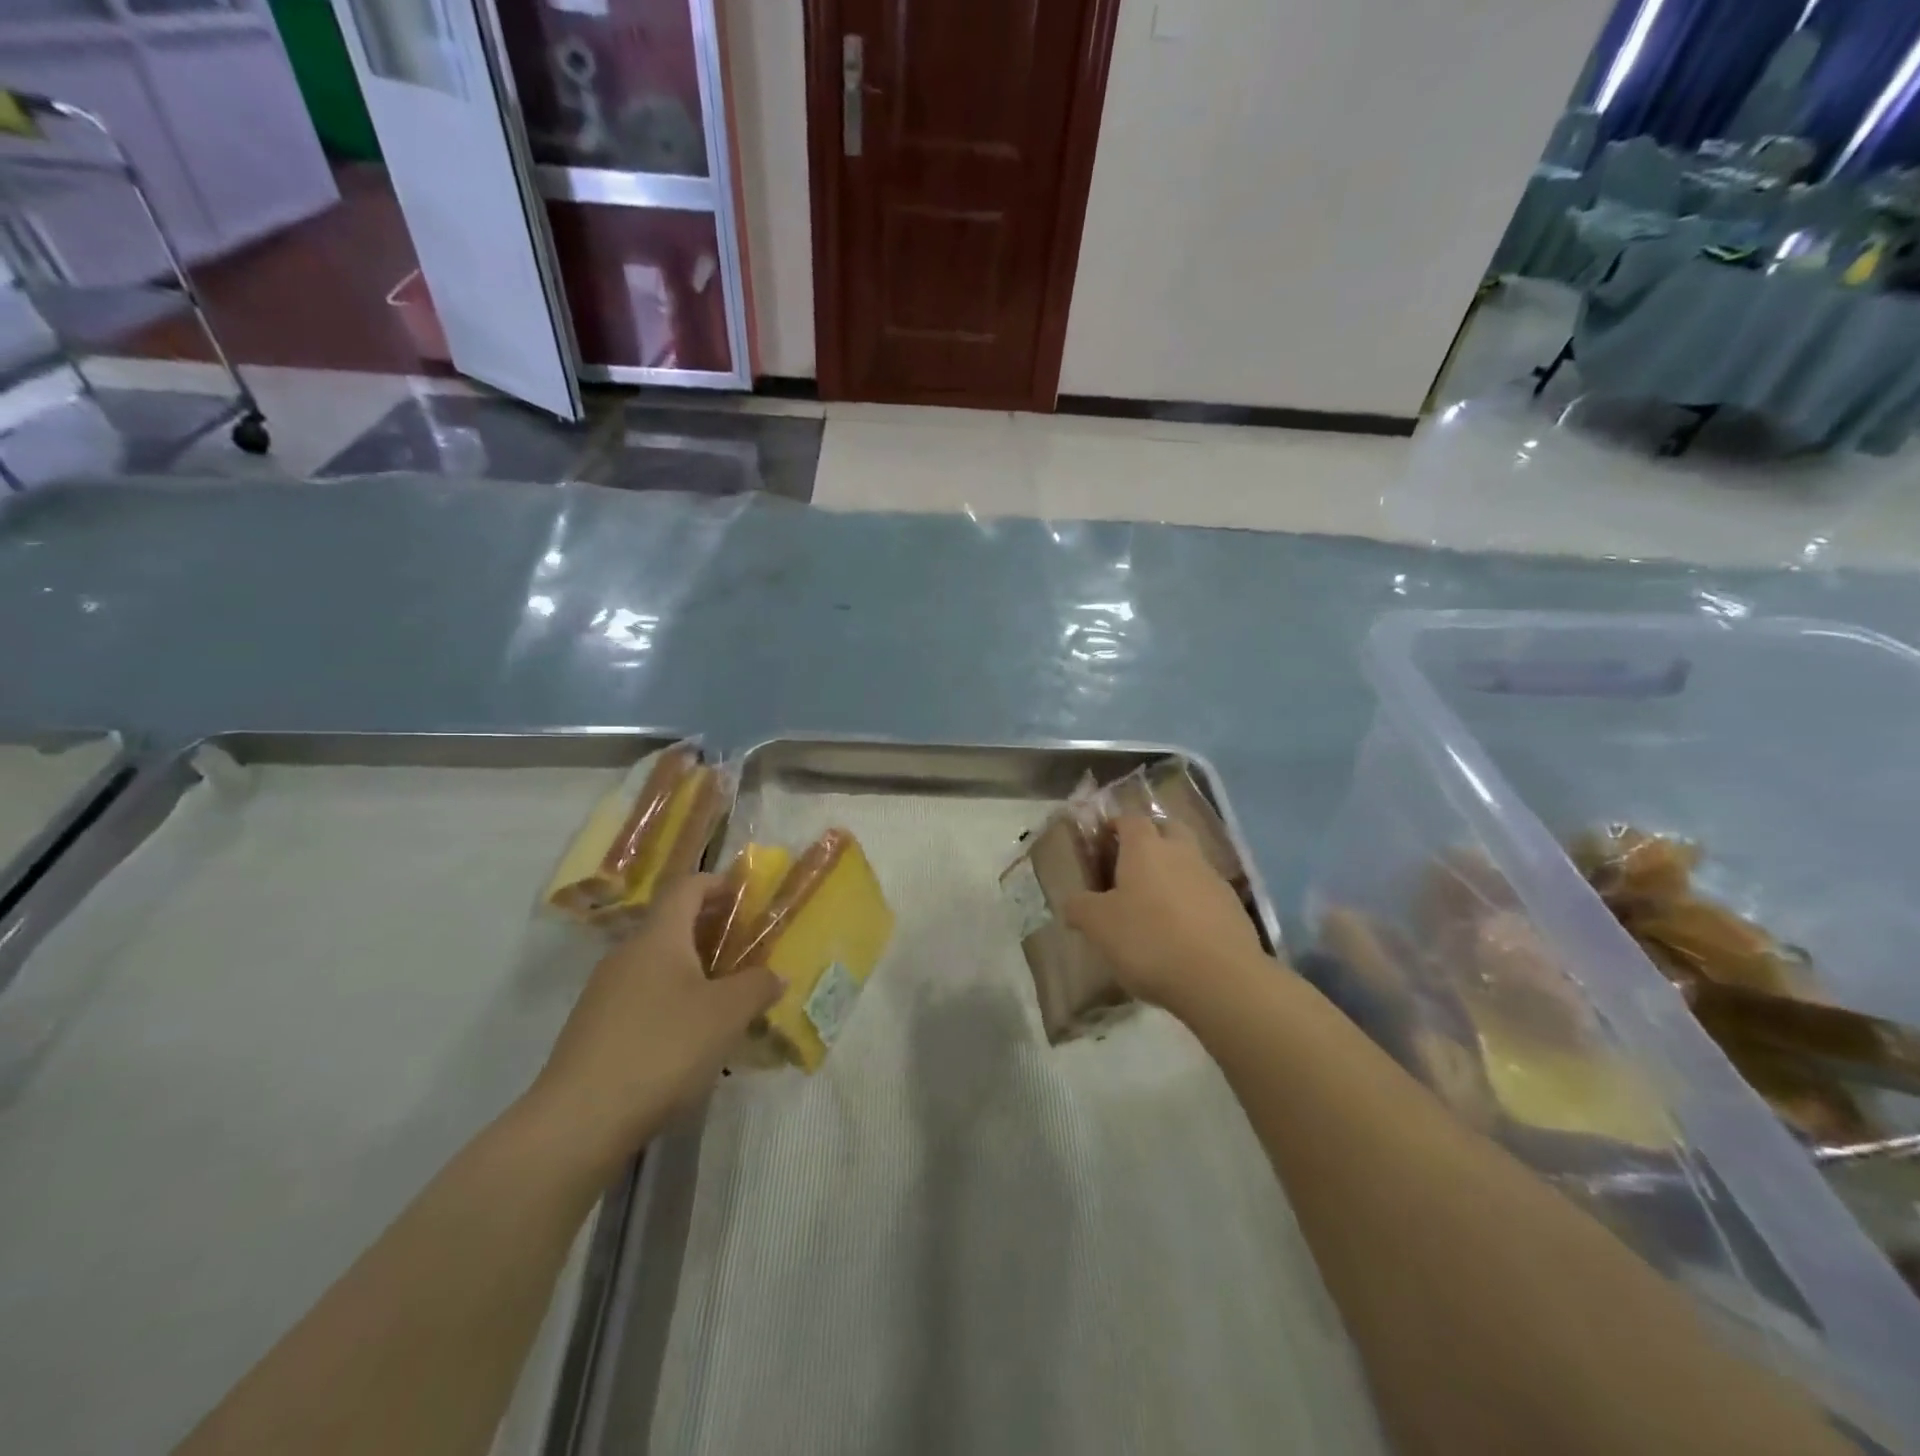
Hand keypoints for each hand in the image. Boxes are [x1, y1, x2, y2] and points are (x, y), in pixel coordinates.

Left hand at [525, 875, 781, 1174]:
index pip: (686, 887)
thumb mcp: (727, 1015)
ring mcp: (603, 993)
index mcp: (658, 937)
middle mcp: (626, 954)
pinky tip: (688, 1036)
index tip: (745, 894)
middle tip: (745, 948)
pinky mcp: (593, 1029)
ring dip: (691, 969)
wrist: (580, 1121)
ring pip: (656, 964)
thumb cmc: (663, 1048)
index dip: (717, 883)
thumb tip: (775, 975)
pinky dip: (670, 1000)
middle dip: (710, 930)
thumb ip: (757, 986)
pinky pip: (640, 997)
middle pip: (671, 925)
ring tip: (723, 996)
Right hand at [1066, 815, 1265, 1011]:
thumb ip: (1080, 908)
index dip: (1115, 826)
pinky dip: (1192, 901)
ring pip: (1190, 861)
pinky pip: (1206, 892)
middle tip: (1131, 864)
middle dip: (1151, 838)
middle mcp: (1182, 852)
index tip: (1102, 842)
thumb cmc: (1149, 940)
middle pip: (1167, 829)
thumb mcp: (1098, 926)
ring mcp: (1212, 878)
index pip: (1130, 819)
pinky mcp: (1233, 907)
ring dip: (1173, 871)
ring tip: (1154, 904)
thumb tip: (1072, 902)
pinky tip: (1181, 930)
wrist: (1221, 979)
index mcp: (1146, 847)